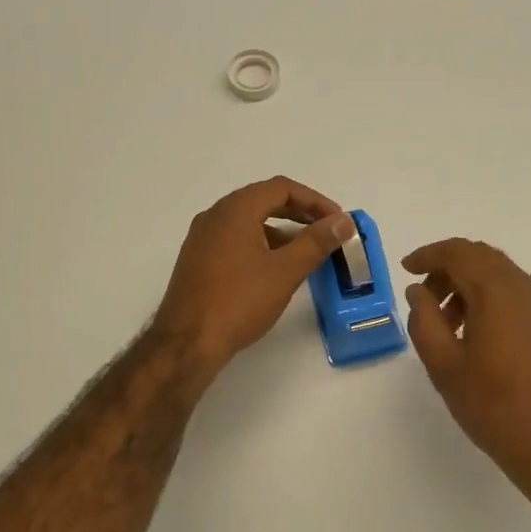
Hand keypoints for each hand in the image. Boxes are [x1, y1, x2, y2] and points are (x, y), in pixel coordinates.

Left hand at [154, 178, 355, 378]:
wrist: (187, 343)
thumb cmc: (239, 301)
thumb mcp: (285, 271)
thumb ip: (316, 242)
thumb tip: (343, 222)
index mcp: (234, 210)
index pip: (281, 188)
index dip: (315, 200)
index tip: (337, 221)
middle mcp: (215, 216)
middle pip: (263, 200)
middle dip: (299, 213)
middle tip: (326, 231)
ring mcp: (202, 238)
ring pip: (248, 222)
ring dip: (280, 230)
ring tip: (306, 252)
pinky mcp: (197, 261)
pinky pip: (235, 240)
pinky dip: (260, 244)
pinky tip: (274, 269)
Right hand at [402, 239, 530, 508]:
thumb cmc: (493, 405)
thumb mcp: (444, 365)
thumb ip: (424, 320)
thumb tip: (418, 291)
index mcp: (497, 292)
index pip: (458, 253)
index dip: (428, 255)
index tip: (406, 269)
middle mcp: (526, 288)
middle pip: (481, 258)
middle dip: (448, 269)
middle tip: (424, 297)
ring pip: (501, 276)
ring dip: (469, 285)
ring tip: (447, 323)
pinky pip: (517, 295)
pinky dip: (491, 299)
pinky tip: (477, 334)